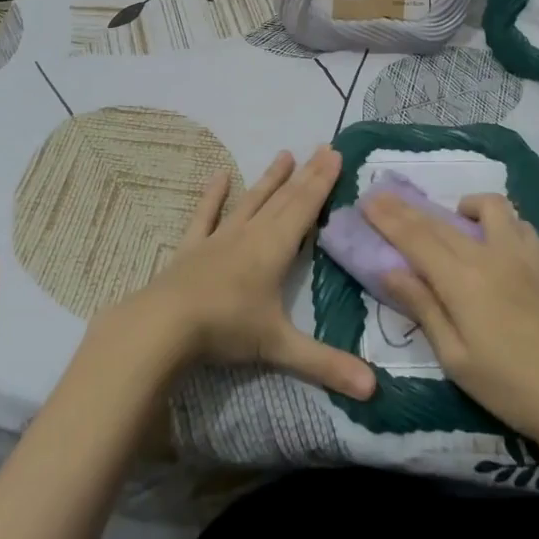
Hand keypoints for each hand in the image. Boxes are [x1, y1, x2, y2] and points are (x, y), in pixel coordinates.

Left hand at [117, 146, 375, 399]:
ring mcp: (220, 238)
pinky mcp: (193, 247)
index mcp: (275, 248)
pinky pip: (206, 216)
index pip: (305, 207)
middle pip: (284, 198)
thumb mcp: (280, 348)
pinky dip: (213, 196)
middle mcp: (251, 233)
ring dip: (270, 179)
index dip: (322, 181)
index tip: (335, 154)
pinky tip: (219, 175)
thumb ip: (326, 365)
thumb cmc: (227, 329)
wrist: (164, 325)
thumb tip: (374, 390)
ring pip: (251, 201)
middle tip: (322, 148)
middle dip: (306, 174)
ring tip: (284, 154)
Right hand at [364, 190, 538, 446]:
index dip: (388, 217)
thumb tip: (391, 270)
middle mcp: (489, 254)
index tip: (367, 199)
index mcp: (461, 280)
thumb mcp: (456, 359)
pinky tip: (496, 241)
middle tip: (386, 196)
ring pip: (488, 208)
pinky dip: (498, 221)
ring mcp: (523, 253)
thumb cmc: (513, 388)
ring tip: (454, 219)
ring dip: (462, 207)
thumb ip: (424, 308)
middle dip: (408, 208)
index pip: (415, 238)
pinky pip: (518, 223)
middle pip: (441, 222)